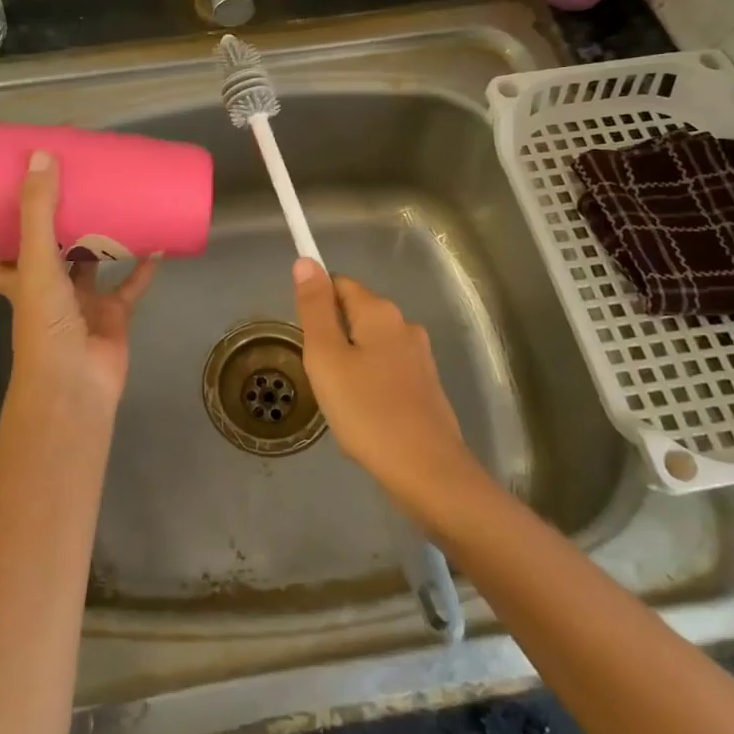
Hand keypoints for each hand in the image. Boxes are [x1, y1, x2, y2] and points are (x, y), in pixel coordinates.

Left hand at [0, 151, 159, 414]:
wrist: (76, 385)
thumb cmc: (46, 325)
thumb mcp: (37, 262)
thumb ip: (40, 212)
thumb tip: (41, 156)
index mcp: (21, 279)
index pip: (4, 253)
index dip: (9, 228)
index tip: (24, 196)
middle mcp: (48, 290)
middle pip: (52, 253)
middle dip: (62, 224)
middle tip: (79, 188)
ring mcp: (82, 304)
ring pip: (92, 265)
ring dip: (102, 239)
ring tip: (116, 204)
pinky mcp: (113, 316)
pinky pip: (130, 286)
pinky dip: (142, 268)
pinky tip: (155, 242)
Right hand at [291, 257, 483, 514]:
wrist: (427, 472)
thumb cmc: (367, 412)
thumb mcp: (326, 357)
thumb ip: (314, 308)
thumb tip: (306, 261)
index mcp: (380, 313)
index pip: (338, 285)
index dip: (316, 307)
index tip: (307, 343)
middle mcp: (405, 326)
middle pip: (354, 316)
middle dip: (332, 341)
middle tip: (321, 379)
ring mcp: (420, 358)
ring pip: (369, 347)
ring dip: (349, 366)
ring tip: (341, 404)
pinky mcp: (427, 387)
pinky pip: (386, 372)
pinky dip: (369, 387)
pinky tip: (364, 418)